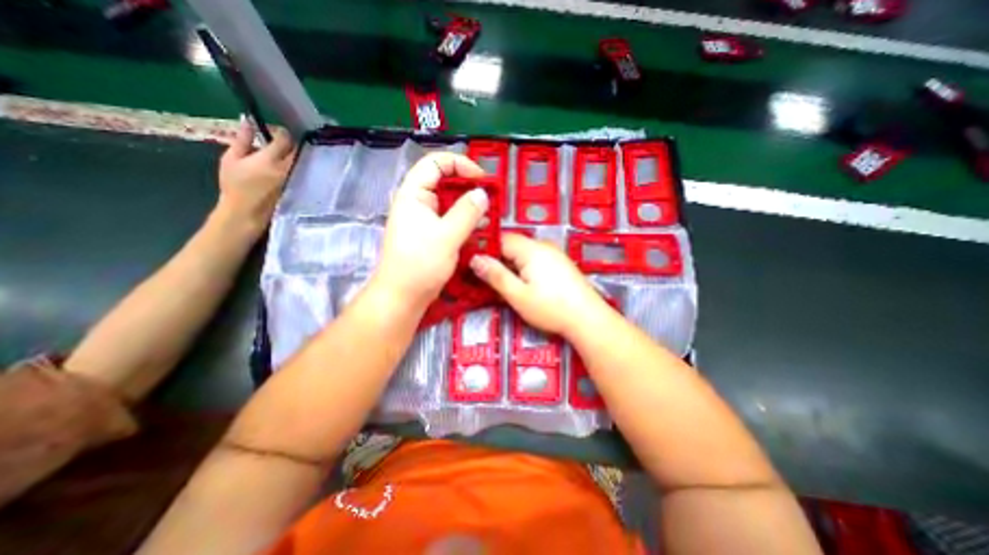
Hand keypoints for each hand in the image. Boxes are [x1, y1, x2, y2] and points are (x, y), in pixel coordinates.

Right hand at [215, 120, 293, 233]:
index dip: (280, 131)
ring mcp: (294, 178)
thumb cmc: (235, 184)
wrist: (246, 210)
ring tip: (278, 152)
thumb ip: (242, 140)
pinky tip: (283, 164)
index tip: (271, 129)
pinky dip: (293, 164)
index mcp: (270, 159)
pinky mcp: (296, 185)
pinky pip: (299, 170)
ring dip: (291, 153)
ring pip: (299, 160)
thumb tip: (247, 121)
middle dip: (288, 142)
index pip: (285, 139)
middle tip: (274, 141)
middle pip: (296, 149)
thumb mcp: (231, 158)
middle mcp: (287, 168)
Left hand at [373, 152, 487, 307]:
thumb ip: (467, 212)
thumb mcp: (447, 236)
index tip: (482, 179)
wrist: (403, 296)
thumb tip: (483, 193)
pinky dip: (466, 221)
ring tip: (490, 215)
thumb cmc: (420, 264)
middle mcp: (419, 202)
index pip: (435, 163)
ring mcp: (425, 219)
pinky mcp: (432, 234)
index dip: (459, 164)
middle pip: (445, 182)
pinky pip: (452, 220)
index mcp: (414, 194)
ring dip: (470, 206)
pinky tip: (481, 230)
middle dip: (469, 187)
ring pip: (451, 202)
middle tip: (490, 198)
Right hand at [468, 233, 611, 335]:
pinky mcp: (560, 263)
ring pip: (523, 253)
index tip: (474, 266)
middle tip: (488, 279)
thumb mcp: (517, 295)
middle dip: (499, 260)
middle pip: (513, 245)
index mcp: (530, 249)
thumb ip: (495, 275)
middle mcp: (543, 245)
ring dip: (511, 265)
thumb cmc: (550, 308)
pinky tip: (525, 284)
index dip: (486, 250)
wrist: (588, 318)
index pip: (501, 239)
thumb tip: (475, 259)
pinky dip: (524, 269)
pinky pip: (535, 259)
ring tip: (505, 285)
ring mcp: (554, 253)